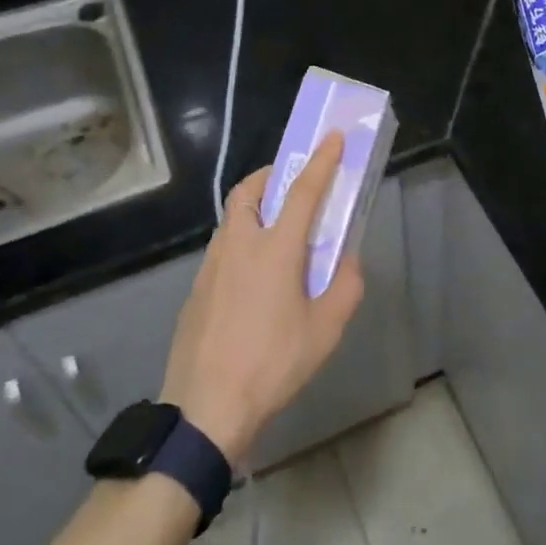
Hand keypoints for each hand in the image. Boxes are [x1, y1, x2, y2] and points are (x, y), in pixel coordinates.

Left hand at [158, 133, 363, 467]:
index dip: (322, 161)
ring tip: (277, 232)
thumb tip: (349, 261)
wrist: (206, 407)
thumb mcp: (326, 330)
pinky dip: (241, 240)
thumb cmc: (273, 364)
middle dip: (271, 175)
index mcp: (275, 249)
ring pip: (232, 218)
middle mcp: (239, 245)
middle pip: (250, 190)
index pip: (302, 191)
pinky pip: (222, 247)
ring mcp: (211, 265)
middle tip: (292, 184)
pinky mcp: (196, 288)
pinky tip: (254, 278)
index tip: (332, 137)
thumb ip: (346, 287)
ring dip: (254, 207)